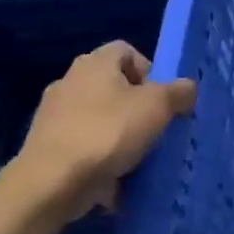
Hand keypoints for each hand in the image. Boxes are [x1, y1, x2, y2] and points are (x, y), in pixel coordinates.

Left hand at [10, 42, 195, 213]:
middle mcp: (70, 81)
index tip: (162, 98)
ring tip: (138, 160)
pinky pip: (84, 148)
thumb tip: (187, 88)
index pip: (127, 50)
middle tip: (154, 128)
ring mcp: (54, 115)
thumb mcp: (158, 107)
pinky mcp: (46, 147)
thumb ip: (179, 93)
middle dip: (137, 108)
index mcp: (95, 63)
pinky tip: (115, 183)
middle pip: (113, 87)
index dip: (149, 70)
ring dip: (120, 136)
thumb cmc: (108, 132)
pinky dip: (100, 161)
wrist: (51, 183)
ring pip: (99, 119)